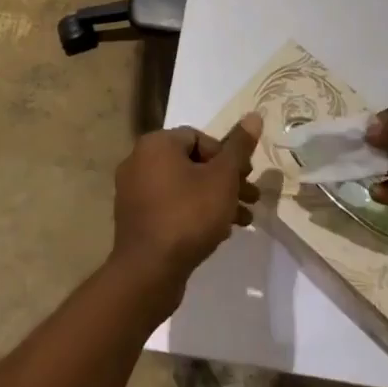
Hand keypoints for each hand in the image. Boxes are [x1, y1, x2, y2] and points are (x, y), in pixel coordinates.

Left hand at [111, 114, 262, 297]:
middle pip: (192, 163)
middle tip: (251, 198)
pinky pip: (170, 206)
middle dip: (225, 181)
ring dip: (215, 199)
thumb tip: (254, 115)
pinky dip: (193, 213)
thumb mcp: (223, 178)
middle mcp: (138, 161)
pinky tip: (218, 233)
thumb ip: (239, 147)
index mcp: (156, 144)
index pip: (199, 137)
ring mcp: (133, 192)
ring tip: (242, 220)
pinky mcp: (135, 219)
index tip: (245, 178)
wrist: (149, 271)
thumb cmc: (189, 215)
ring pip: (183, 187)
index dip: (227, 156)